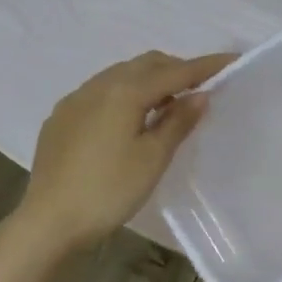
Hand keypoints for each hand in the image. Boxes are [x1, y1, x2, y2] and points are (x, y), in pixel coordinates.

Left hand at [8, 50, 235, 256]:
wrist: (48, 221)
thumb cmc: (108, 191)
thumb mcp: (152, 159)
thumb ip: (177, 122)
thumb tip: (199, 95)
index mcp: (124, 92)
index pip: (175, 71)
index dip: (206, 66)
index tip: (232, 60)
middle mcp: (98, 85)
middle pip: (146, 64)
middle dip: (176, 69)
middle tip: (200, 87)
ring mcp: (75, 100)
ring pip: (121, 74)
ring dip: (149, 80)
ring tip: (168, 105)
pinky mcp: (61, 118)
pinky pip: (100, 92)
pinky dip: (125, 93)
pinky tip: (128, 120)